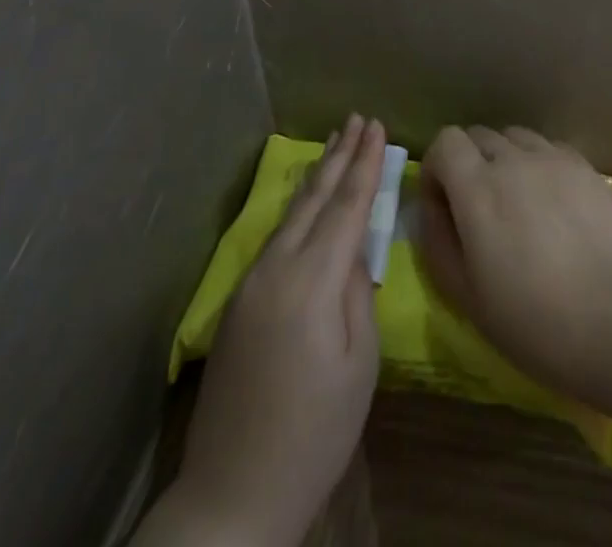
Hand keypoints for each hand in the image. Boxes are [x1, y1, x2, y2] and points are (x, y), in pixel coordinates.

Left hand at [143, 116, 385, 546]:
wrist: (233, 493)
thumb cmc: (314, 432)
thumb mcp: (359, 365)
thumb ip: (358, 294)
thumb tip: (354, 252)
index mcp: (311, 281)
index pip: (346, 207)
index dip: (365, 165)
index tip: (378, 127)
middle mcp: (276, 267)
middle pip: (314, 198)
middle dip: (340, 156)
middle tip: (357, 118)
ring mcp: (252, 282)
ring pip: (292, 213)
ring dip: (318, 175)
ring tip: (336, 143)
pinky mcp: (239, 300)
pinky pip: (277, 235)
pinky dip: (299, 205)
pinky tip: (307, 198)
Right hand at [414, 125, 611, 405]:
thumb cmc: (533, 321)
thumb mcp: (465, 295)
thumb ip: (437, 240)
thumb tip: (432, 207)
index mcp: (477, 187)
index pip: (445, 141)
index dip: (437, 167)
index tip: (443, 204)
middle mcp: (512, 159)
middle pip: (478, 135)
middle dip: (467, 162)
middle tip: (477, 208)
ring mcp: (552, 158)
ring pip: (514, 137)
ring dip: (504, 159)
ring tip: (516, 202)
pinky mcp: (584, 166)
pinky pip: (548, 148)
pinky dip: (538, 163)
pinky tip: (550, 202)